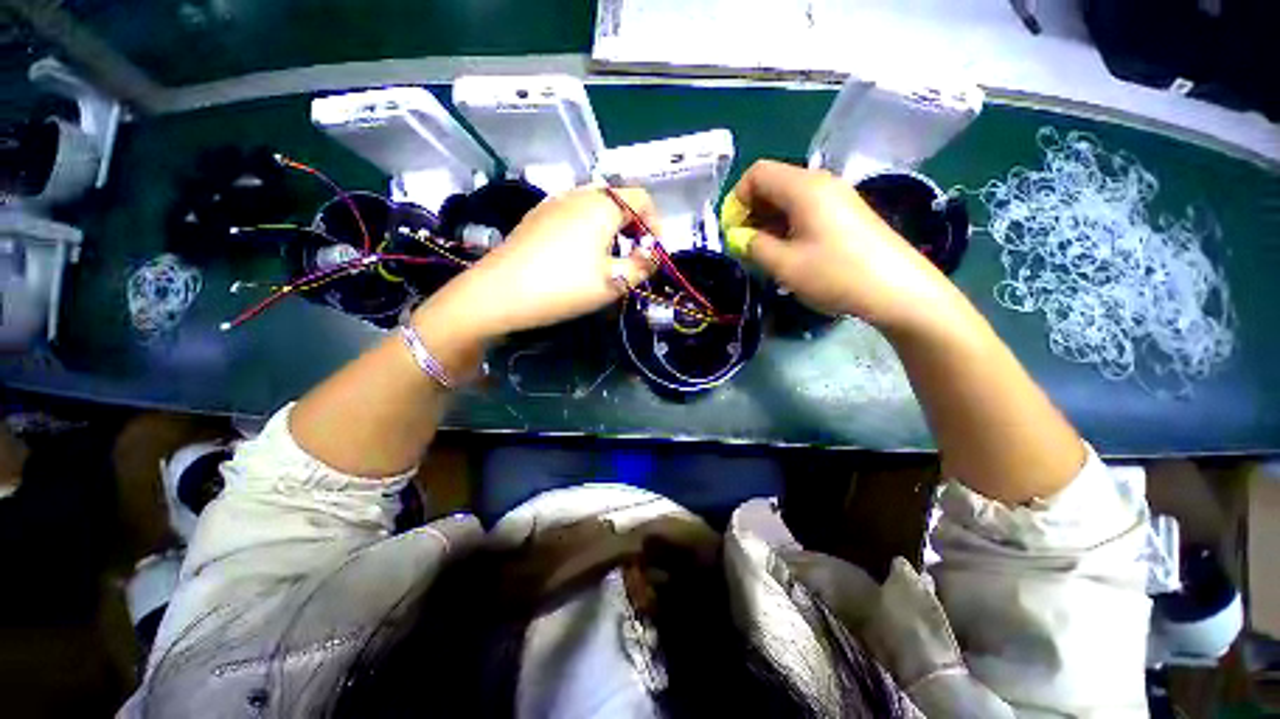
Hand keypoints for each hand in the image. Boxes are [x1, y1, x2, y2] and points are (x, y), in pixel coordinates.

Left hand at [415, 186, 658, 344]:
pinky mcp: (536, 217)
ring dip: (611, 226)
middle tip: (635, 253)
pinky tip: (580, 255)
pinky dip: (588, 228)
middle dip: (633, 225)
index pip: (641, 198)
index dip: (655, 223)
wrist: (499, 293)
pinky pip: (573, 214)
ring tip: (610, 255)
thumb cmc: (564, 286)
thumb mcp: (614, 282)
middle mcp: (578, 194)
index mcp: (601, 205)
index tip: (655, 251)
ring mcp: (553, 203)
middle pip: (617, 199)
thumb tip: (652, 256)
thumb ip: (642, 267)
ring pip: (593, 206)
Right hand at [722, 160, 958, 331]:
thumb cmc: (836, 274)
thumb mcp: (784, 264)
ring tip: (765, 253)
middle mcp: (820, 183)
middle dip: (751, 212)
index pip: (757, 173)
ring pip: (789, 199)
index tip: (733, 233)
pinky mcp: (846, 214)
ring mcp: (837, 197)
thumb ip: (753, 246)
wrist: (898, 290)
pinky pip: (807, 210)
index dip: (737, 200)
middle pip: (773, 183)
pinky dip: (788, 226)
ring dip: (769, 222)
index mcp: (803, 187)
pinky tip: (789, 252)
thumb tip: (738, 237)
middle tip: (746, 246)